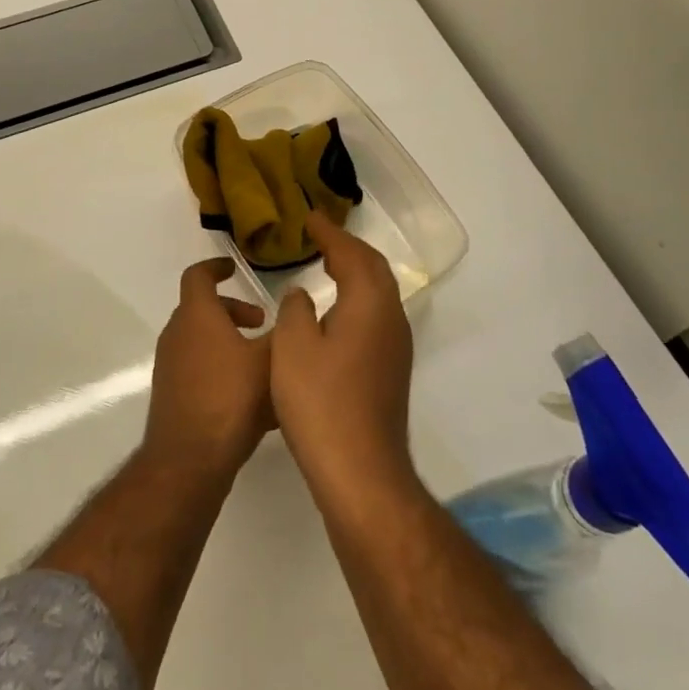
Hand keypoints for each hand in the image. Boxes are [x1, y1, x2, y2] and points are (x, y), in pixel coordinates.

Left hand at [142, 257, 272, 480]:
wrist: (189, 459)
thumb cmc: (231, 397)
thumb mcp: (270, 360)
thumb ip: (284, 332)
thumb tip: (294, 311)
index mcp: (197, 315)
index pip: (198, 275)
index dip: (216, 267)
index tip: (234, 267)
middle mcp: (177, 333)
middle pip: (202, 309)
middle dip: (232, 311)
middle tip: (261, 323)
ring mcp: (170, 365)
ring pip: (200, 339)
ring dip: (227, 340)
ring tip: (259, 360)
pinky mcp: (171, 393)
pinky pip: (197, 366)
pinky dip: (219, 365)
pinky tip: (247, 393)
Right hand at [270, 210, 414, 500]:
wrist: (361, 472)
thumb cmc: (321, 402)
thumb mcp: (293, 347)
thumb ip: (296, 309)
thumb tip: (303, 294)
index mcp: (370, 304)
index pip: (352, 253)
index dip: (330, 233)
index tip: (310, 218)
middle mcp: (391, 318)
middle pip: (374, 269)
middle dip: (348, 247)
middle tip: (321, 236)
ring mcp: (395, 347)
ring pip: (378, 293)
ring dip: (355, 272)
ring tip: (328, 264)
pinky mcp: (391, 370)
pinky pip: (375, 315)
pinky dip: (356, 298)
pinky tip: (336, 312)